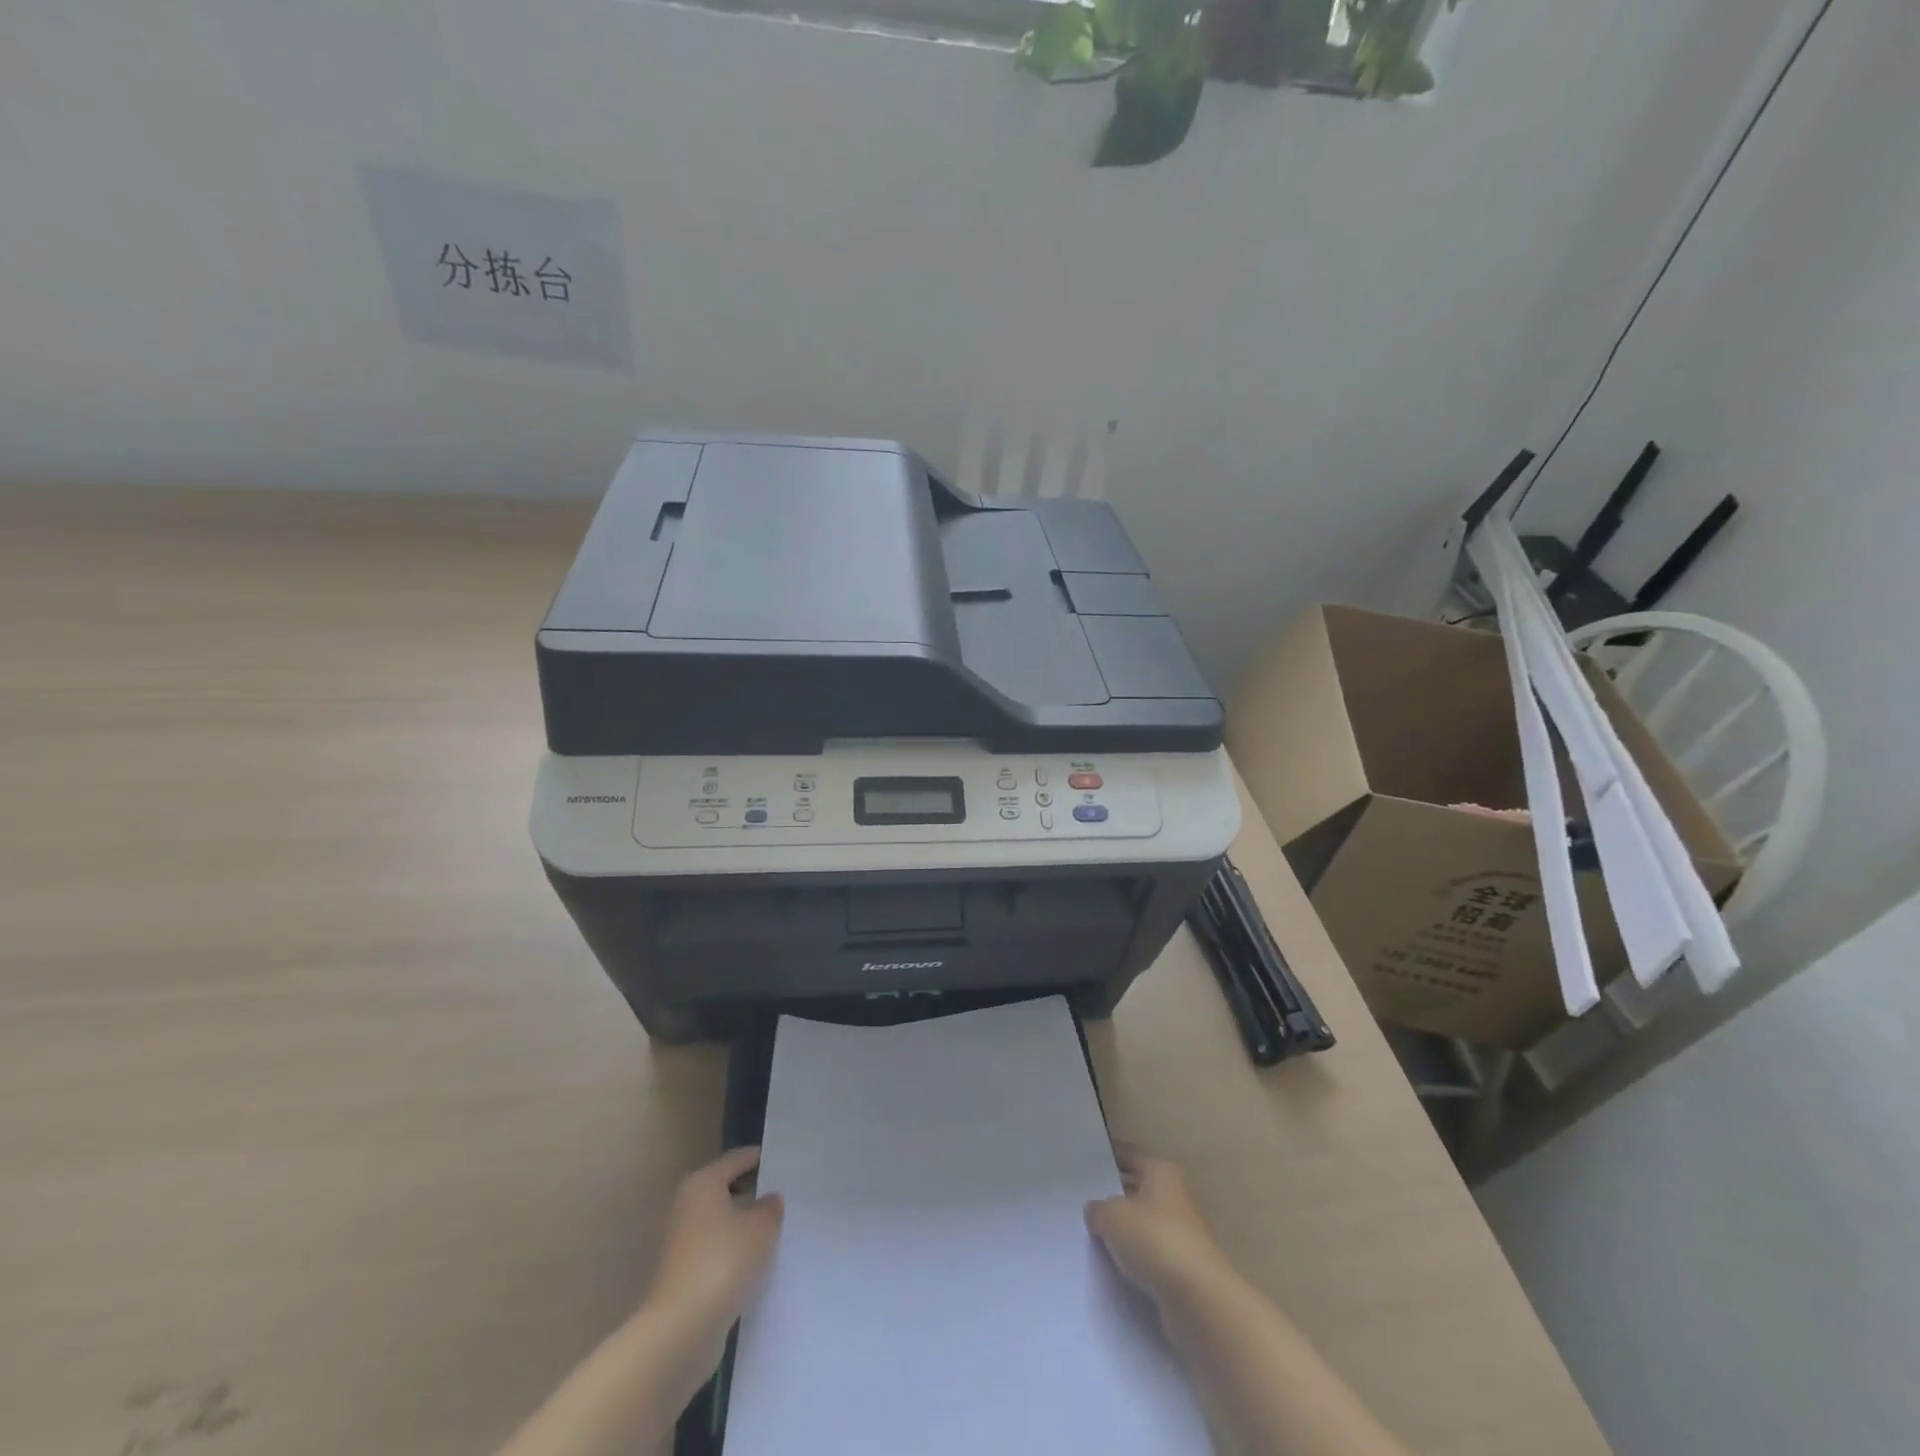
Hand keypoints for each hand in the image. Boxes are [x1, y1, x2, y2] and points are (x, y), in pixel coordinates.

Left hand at [643, 1146, 783, 1338]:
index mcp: (703, 1183)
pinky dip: (733, 1251)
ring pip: (720, 1221)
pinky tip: (755, 1262)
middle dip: (753, 1192)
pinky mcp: (682, 1274)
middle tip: (784, 1195)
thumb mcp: (762, 1227)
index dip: (760, 1158)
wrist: (681, 1330)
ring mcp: (681, 1242)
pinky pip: (716, 1249)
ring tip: (775, 1230)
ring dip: (743, 1224)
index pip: (737, 1159)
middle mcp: (687, 1206)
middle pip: (725, 1189)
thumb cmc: (723, 1262)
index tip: (784, 1161)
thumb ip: (770, 1207)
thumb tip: (768, 1200)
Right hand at [1085, 1147, 1232, 1307]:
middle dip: (1115, 1196)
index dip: (1109, 1156)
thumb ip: (1098, 1209)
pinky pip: (1152, 1255)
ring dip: (1125, 1232)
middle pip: (1139, 1189)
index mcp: (1162, 1172)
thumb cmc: (1155, 1240)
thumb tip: (1097, 1210)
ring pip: (1145, 1225)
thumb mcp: (1112, 1217)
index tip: (1086, 1160)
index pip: (1130, 1155)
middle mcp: (1176, 1197)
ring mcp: (1183, 1234)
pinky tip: (1114, 1266)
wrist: (1199, 1300)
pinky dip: (1136, 1259)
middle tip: (1083, 1200)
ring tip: (1092, 1236)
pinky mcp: (1184, 1269)